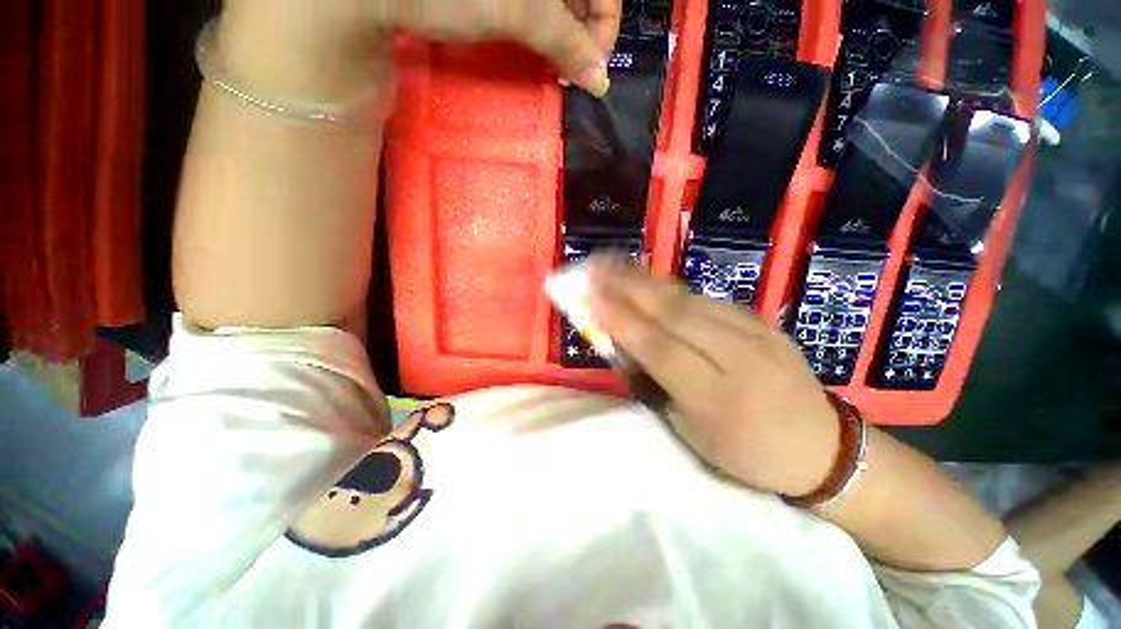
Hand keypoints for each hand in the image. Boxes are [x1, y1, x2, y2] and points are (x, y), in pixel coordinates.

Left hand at [221, 0, 617, 97]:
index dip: (604, 27)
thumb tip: (601, 82)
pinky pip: (535, 2)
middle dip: (583, 33)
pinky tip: (535, 41)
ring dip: (562, 34)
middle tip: (571, 71)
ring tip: (554, 63)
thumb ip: (566, 43)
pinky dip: (541, 25)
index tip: (592, 68)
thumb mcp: (516, 10)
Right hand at [586, 263, 840, 496]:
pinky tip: (650, 279)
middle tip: (595, 268)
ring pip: (690, 300)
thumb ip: (655, 385)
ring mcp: (756, 333)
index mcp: (717, 398)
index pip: (659, 348)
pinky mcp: (763, 322)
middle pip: (674, 313)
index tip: (589, 297)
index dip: (622, 320)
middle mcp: (738, 357)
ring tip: (614, 265)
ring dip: (647, 280)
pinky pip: (707, 299)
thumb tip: (623, 347)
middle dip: (628, 287)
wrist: (823, 448)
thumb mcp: (691, 432)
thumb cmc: (746, 453)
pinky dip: (672, 287)